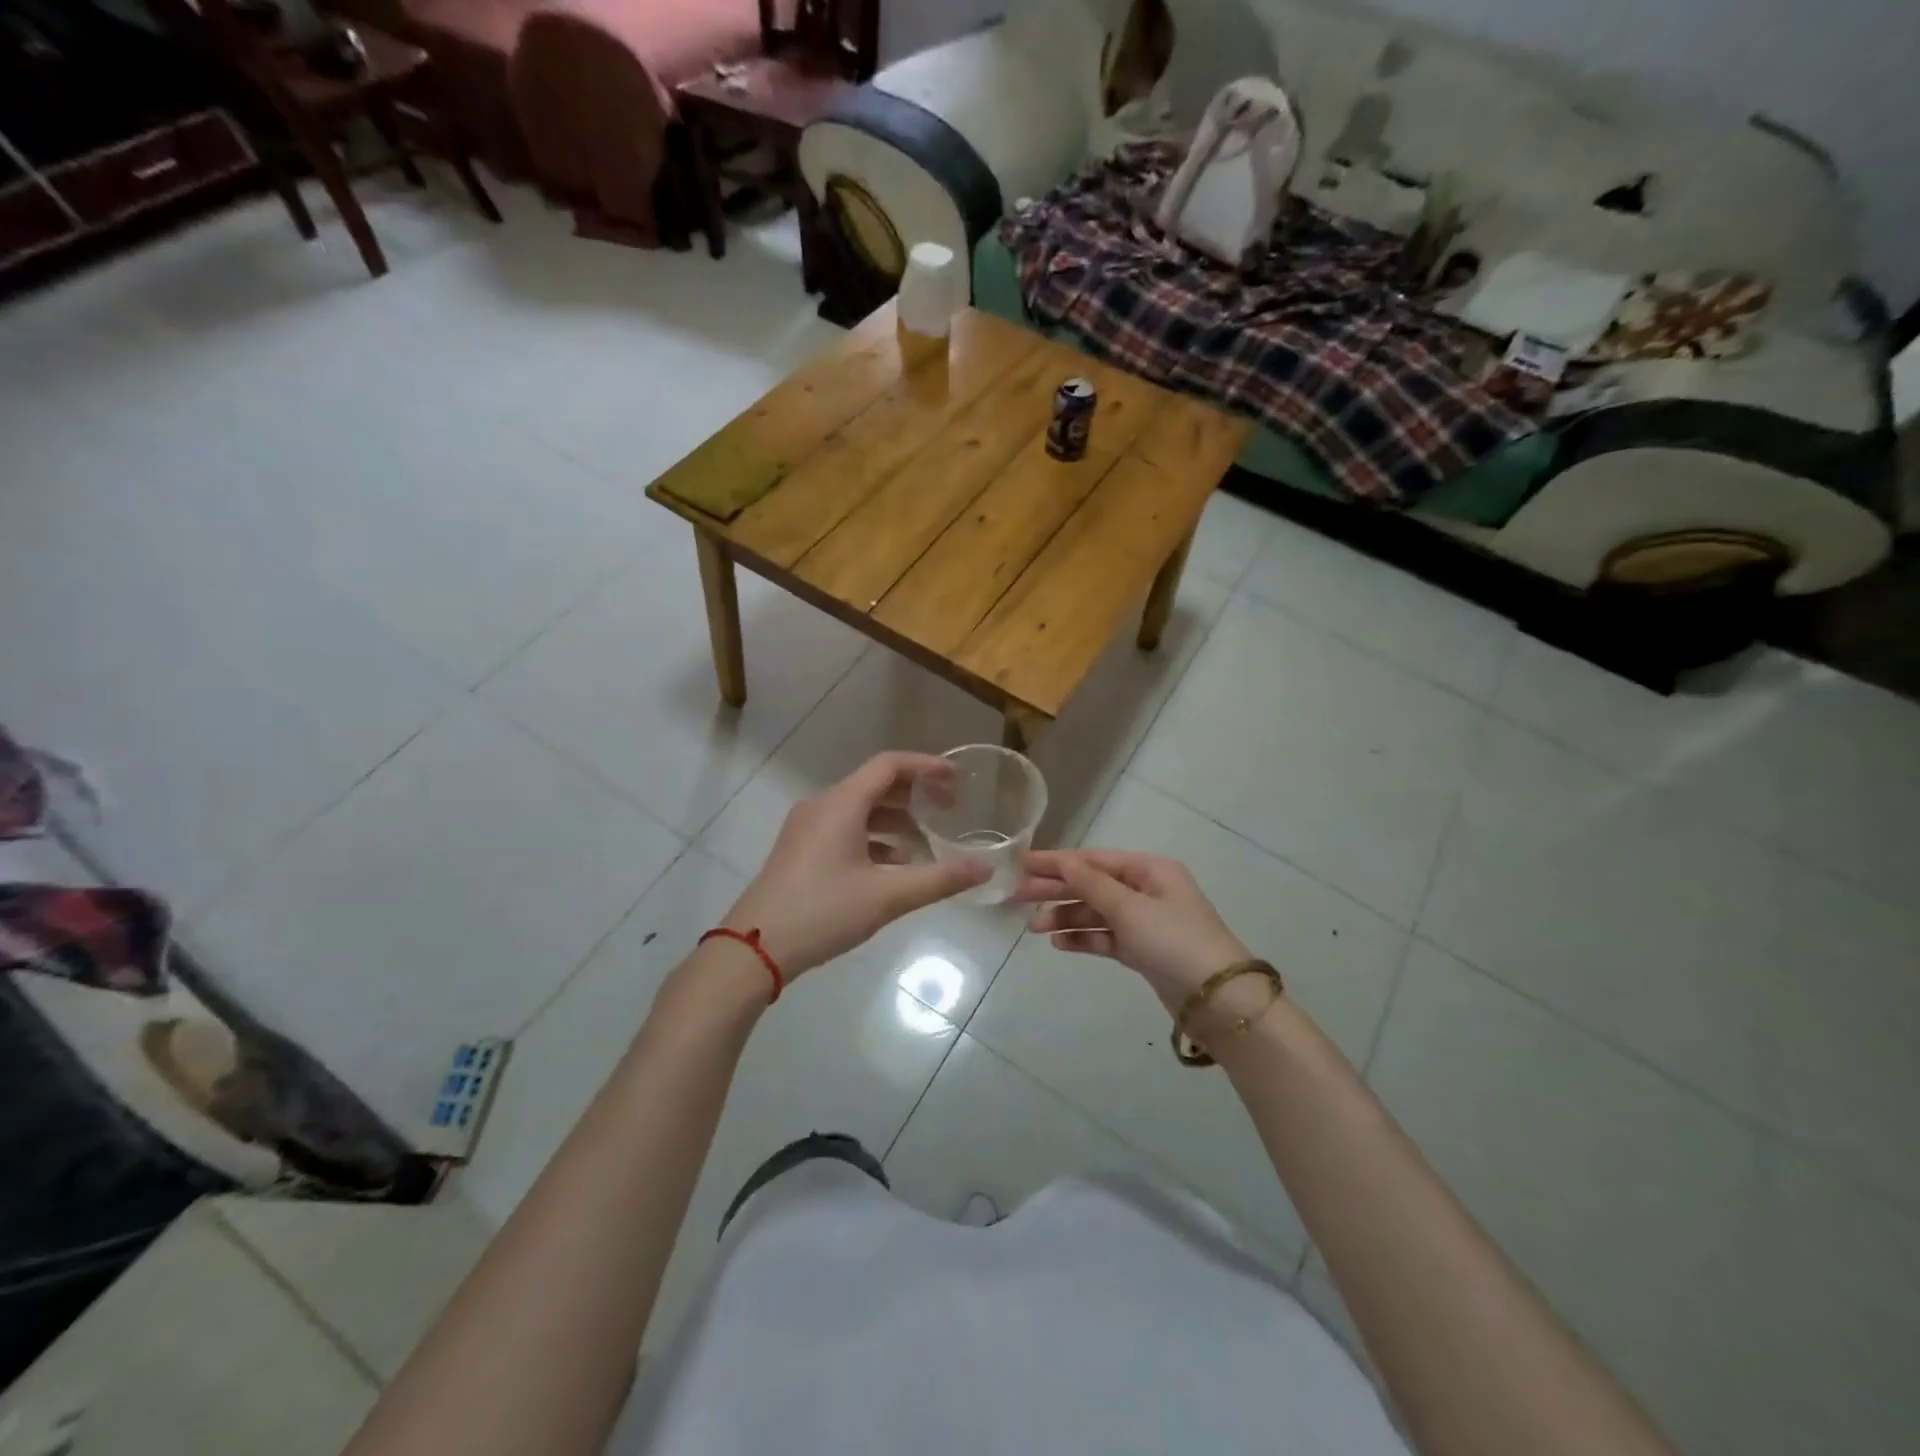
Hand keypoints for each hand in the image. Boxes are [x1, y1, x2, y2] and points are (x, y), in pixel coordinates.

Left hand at [723, 752, 989, 977]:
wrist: (753, 948)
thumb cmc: (822, 912)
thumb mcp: (887, 897)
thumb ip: (939, 879)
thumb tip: (984, 869)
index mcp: (841, 804)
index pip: (889, 765)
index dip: (926, 766)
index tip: (957, 779)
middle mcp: (822, 806)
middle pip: (875, 785)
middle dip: (915, 794)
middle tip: (949, 810)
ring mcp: (807, 828)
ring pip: (860, 810)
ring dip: (896, 820)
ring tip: (928, 841)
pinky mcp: (801, 850)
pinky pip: (845, 830)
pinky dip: (875, 839)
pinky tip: (895, 866)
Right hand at [1014, 850, 1250, 1014]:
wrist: (1218, 1000)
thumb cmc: (1175, 941)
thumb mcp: (1131, 908)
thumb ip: (1092, 885)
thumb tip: (1062, 861)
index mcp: (1149, 869)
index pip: (1093, 860)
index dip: (1056, 862)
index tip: (1021, 863)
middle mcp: (1146, 890)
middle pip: (1092, 884)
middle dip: (1056, 889)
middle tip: (1016, 895)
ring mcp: (1145, 921)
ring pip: (1096, 912)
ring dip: (1066, 917)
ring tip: (1034, 928)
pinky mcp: (1142, 950)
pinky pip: (1105, 937)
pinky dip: (1083, 938)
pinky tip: (1058, 943)